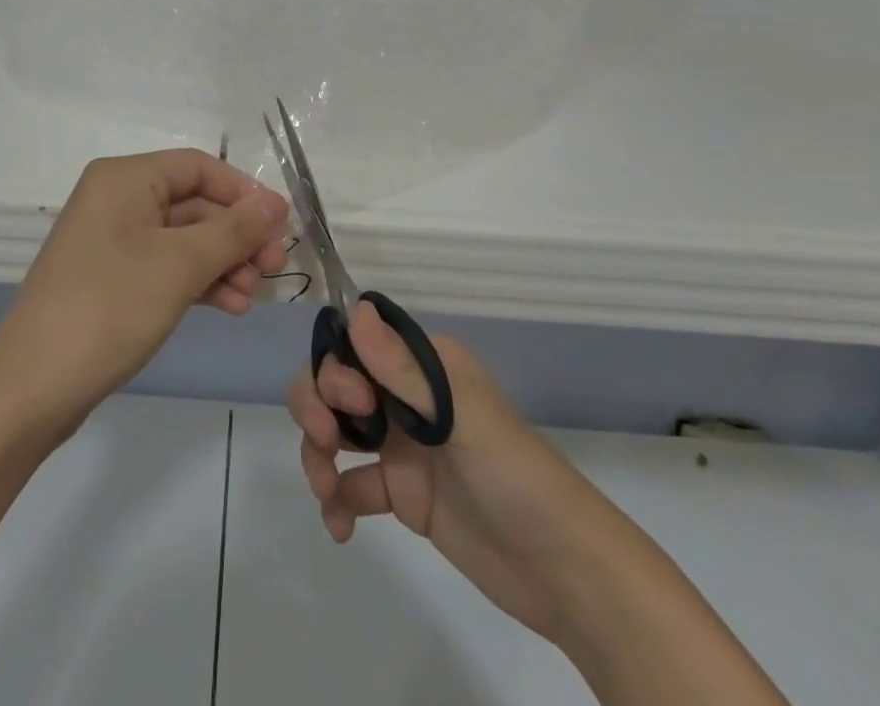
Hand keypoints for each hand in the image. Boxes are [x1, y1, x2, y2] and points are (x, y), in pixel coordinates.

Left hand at [0, 150, 290, 427]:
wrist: (33, 387)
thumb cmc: (109, 308)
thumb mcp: (180, 265)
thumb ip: (233, 230)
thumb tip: (276, 202)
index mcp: (125, 178)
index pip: (198, 167)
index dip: (242, 192)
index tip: (280, 226)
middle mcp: (116, 199)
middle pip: (192, 203)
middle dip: (236, 235)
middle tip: (274, 268)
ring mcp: (112, 241)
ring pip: (183, 238)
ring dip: (222, 262)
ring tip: (252, 296)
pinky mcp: (112, 278)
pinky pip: (165, 265)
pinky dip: (198, 281)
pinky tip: (229, 306)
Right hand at [290, 305, 627, 648]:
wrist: (563, 572)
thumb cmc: (515, 476)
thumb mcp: (461, 418)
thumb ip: (403, 369)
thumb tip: (354, 308)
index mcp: (423, 364)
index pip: (356, 344)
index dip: (337, 366)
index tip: (353, 403)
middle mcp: (405, 394)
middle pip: (335, 382)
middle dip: (316, 405)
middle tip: (326, 442)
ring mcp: (401, 444)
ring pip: (335, 429)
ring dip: (317, 452)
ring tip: (326, 491)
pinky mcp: (401, 492)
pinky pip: (350, 483)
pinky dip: (335, 499)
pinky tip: (340, 526)